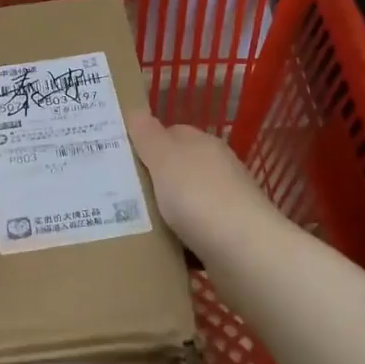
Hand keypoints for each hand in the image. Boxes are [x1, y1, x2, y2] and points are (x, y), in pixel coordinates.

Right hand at [127, 111, 278, 257]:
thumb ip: (147, 135)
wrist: (245, 252)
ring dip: (166, 211)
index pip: (171, 133)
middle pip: (178, 167)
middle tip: (119, 194)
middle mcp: (218, 168)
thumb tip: (135, 111)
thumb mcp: (164, 158)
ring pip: (186, 201)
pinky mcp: (230, 235)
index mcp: (203, 144)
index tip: (120, 160)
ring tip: (134, 224)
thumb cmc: (199, 197)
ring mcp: (227, 202)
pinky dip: (179, 238)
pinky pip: (195, 231)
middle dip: (153, 180)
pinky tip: (162, 248)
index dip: (146, 143)